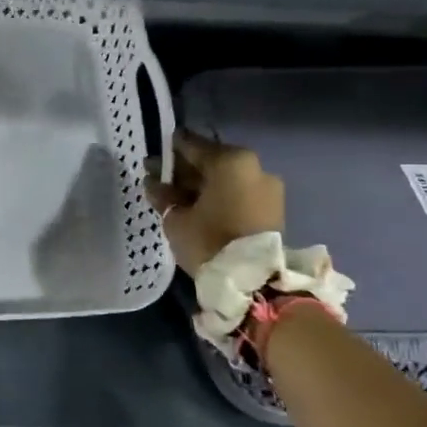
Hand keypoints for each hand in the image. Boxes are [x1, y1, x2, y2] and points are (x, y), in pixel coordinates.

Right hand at [144, 130, 284, 277]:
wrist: (253, 281)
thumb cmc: (209, 240)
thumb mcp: (175, 218)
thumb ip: (162, 195)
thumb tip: (153, 181)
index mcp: (231, 161)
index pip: (192, 145)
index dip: (169, 150)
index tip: (154, 156)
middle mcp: (253, 167)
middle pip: (210, 162)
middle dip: (184, 170)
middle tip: (159, 177)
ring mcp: (267, 188)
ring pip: (225, 179)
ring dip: (200, 185)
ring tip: (175, 196)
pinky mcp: (272, 210)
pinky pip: (237, 193)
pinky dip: (218, 197)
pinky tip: (196, 207)